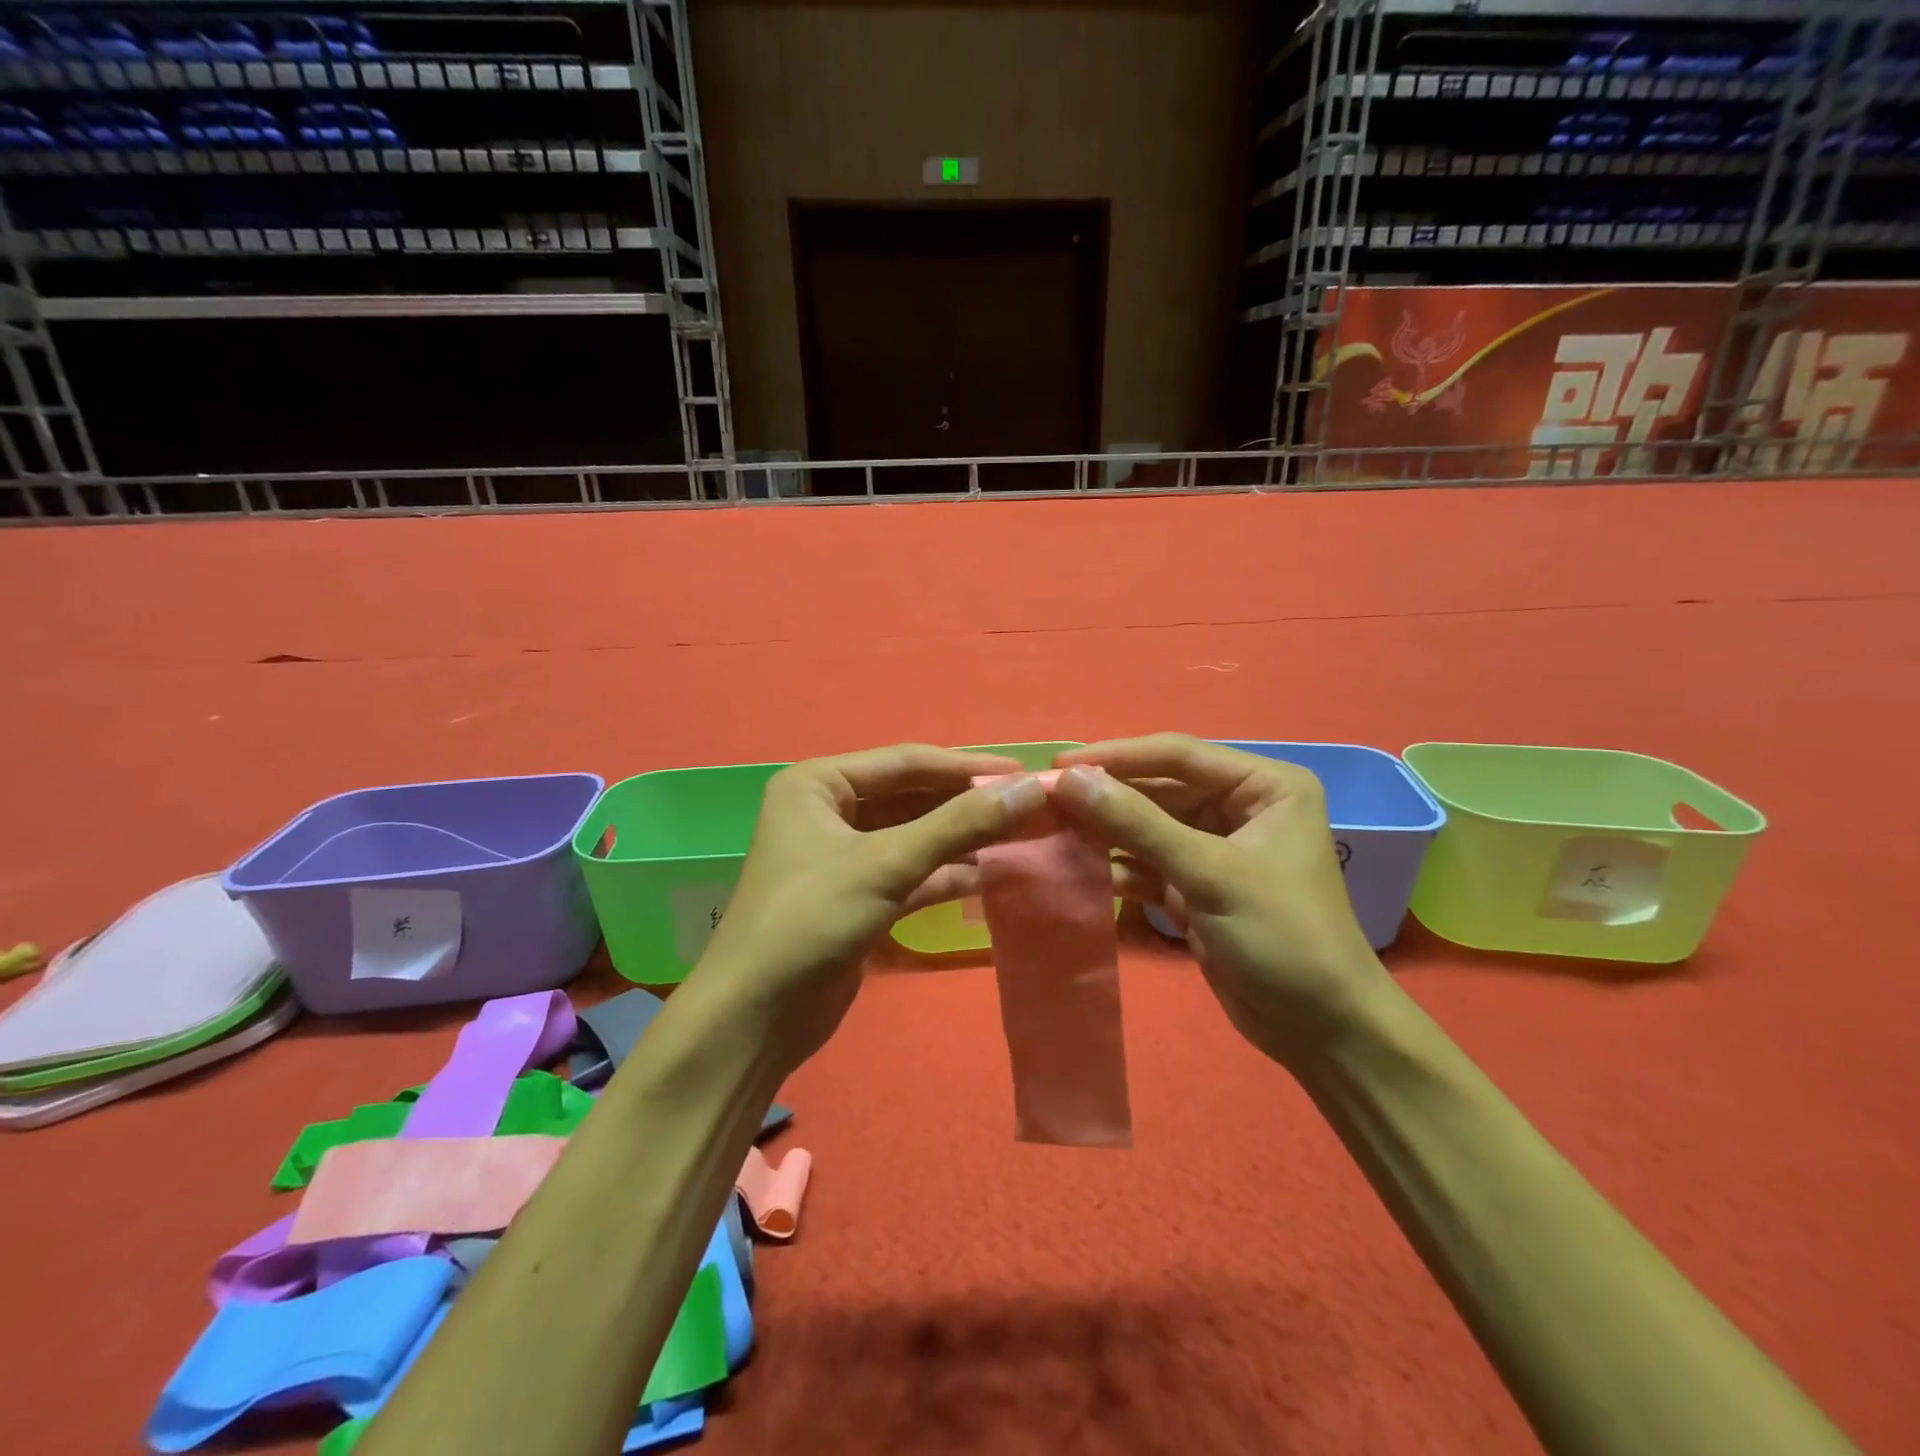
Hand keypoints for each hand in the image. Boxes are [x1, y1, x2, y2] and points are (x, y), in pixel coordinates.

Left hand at [692, 745, 1047, 1072]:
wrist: (756, 1016)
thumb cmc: (811, 919)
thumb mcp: (888, 863)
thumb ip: (960, 824)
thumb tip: (1031, 788)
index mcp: (819, 783)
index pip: (906, 762)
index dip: (967, 767)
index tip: (1024, 773)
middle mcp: (828, 811)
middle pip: (911, 797)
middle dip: (966, 804)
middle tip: (1028, 806)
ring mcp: (842, 856)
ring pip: (914, 836)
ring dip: (962, 839)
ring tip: (1020, 837)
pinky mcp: (856, 896)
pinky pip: (910, 872)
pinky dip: (946, 873)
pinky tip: (989, 875)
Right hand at [1051, 735, 1398, 1069]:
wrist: (1320, 1030)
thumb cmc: (1282, 936)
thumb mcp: (1209, 873)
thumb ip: (1137, 824)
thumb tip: (1071, 780)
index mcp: (1264, 786)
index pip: (1178, 756)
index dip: (1117, 757)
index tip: (1060, 767)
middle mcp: (1241, 807)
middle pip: (1159, 789)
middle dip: (1108, 797)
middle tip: (1047, 799)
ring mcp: (1217, 848)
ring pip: (1149, 826)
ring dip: (1106, 831)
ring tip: (1053, 831)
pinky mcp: (1197, 885)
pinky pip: (1148, 862)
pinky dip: (1118, 866)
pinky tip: (1079, 868)